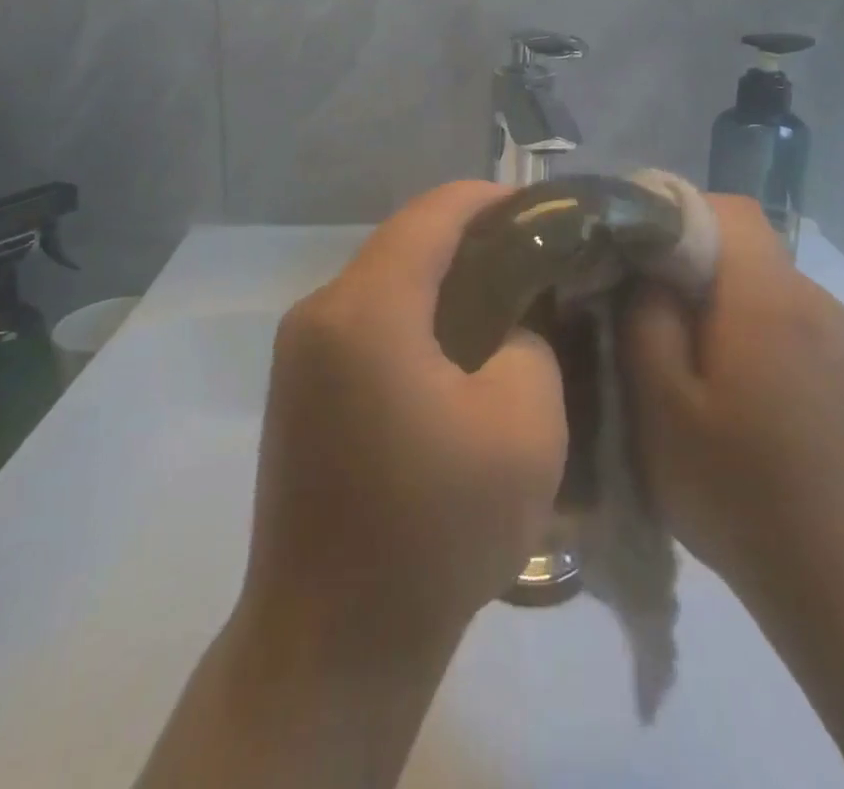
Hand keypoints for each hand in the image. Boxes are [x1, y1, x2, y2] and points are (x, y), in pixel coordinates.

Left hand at [237, 181, 567, 664]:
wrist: (331, 645)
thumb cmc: (435, 531)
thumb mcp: (524, 425)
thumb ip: (531, 343)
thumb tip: (510, 325)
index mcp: (366, 309)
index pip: (434, 213)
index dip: (492, 200)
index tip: (544, 212)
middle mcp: (319, 312)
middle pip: (406, 241)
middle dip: (473, 240)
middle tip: (537, 261)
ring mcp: (300, 350)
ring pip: (386, 280)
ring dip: (444, 278)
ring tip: (507, 301)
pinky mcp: (299, 386)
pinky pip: (368, 321)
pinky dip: (416, 314)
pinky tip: (459, 350)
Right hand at [626, 196, 843, 604]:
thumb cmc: (744, 491)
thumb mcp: (662, 406)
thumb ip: (644, 319)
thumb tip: (641, 270)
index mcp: (766, 292)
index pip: (722, 206)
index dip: (668, 211)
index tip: (623, 248)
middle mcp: (807, 296)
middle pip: (737, 241)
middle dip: (679, 257)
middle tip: (630, 300)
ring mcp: (831, 334)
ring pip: (754, 281)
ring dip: (706, 296)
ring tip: (664, 346)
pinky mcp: (839, 371)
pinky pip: (775, 318)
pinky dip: (735, 326)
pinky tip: (714, 383)